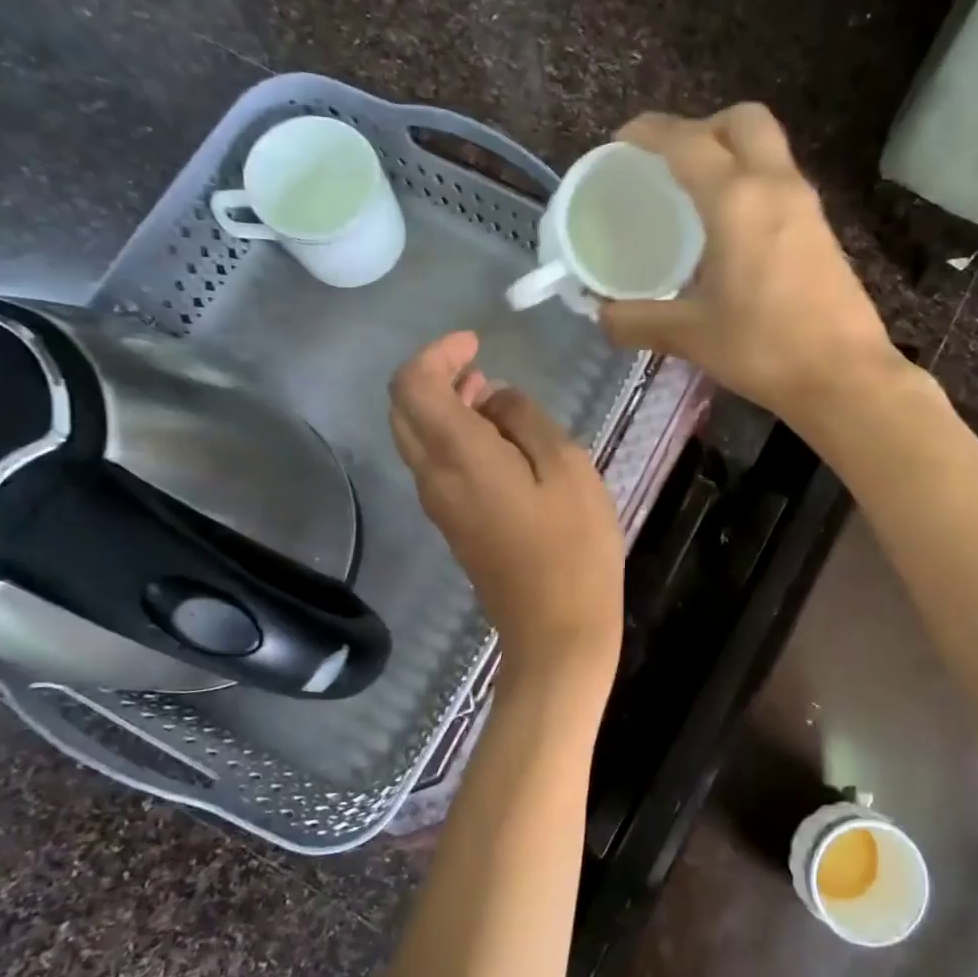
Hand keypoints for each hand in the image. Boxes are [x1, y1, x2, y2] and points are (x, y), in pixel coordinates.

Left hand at [389, 332, 623, 672]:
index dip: (437, 354)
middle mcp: (434, 478)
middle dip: (435, 378)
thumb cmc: (573, 547)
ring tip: (494, 399)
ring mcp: (439, 506)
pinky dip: (454, 439)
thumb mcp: (567, 468)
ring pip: (418, 439)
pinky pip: (437, 467)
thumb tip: (497, 400)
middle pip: (404, 410)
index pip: (413, 386)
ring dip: (445, 408)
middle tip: (480, 369)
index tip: (475, 345)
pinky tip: (499, 442)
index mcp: (458, 456)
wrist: (556, 631)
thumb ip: (526, 420)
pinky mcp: (453, 526)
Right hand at [600, 104, 908, 424]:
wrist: (844, 377)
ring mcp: (806, 206)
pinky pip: (780, 182)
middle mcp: (775, 186)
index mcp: (736, 200)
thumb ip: (638, 321)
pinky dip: (752, 184)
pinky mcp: (822, 230)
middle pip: (742, 120)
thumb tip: (601, 317)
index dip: (649, 132)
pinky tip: (731, 232)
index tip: (622, 142)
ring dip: (731, 154)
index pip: (687, 142)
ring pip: (767, 149)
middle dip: (703, 127)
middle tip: (672, 164)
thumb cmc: (764, 349)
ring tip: (696, 197)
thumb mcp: (691, 336)